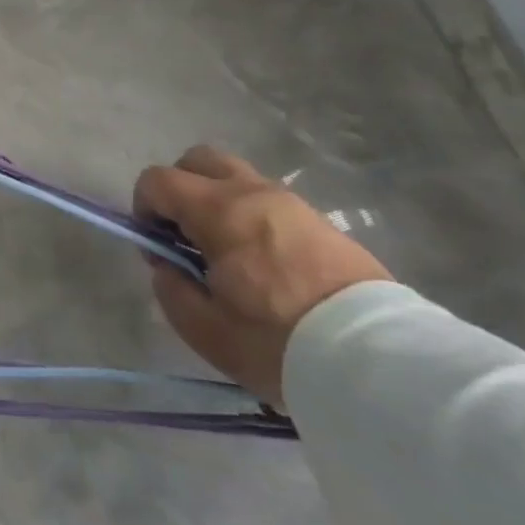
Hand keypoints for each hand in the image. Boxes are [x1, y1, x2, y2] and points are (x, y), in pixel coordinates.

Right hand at [134, 146, 389, 408]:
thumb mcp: (204, 328)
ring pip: (237, 178)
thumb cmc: (278, 343)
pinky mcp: (322, 222)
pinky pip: (269, 202)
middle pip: (198, 160)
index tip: (157, 247)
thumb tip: (168, 266)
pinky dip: (252, 216)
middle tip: (186, 235)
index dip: (144, 208)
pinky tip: (263, 262)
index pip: (157, 180)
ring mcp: (292, 203)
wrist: (380, 364)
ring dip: (218, 201)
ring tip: (227, 251)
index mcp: (218, 211)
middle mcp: (253, 193)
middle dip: (180, 189)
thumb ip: (171, 288)